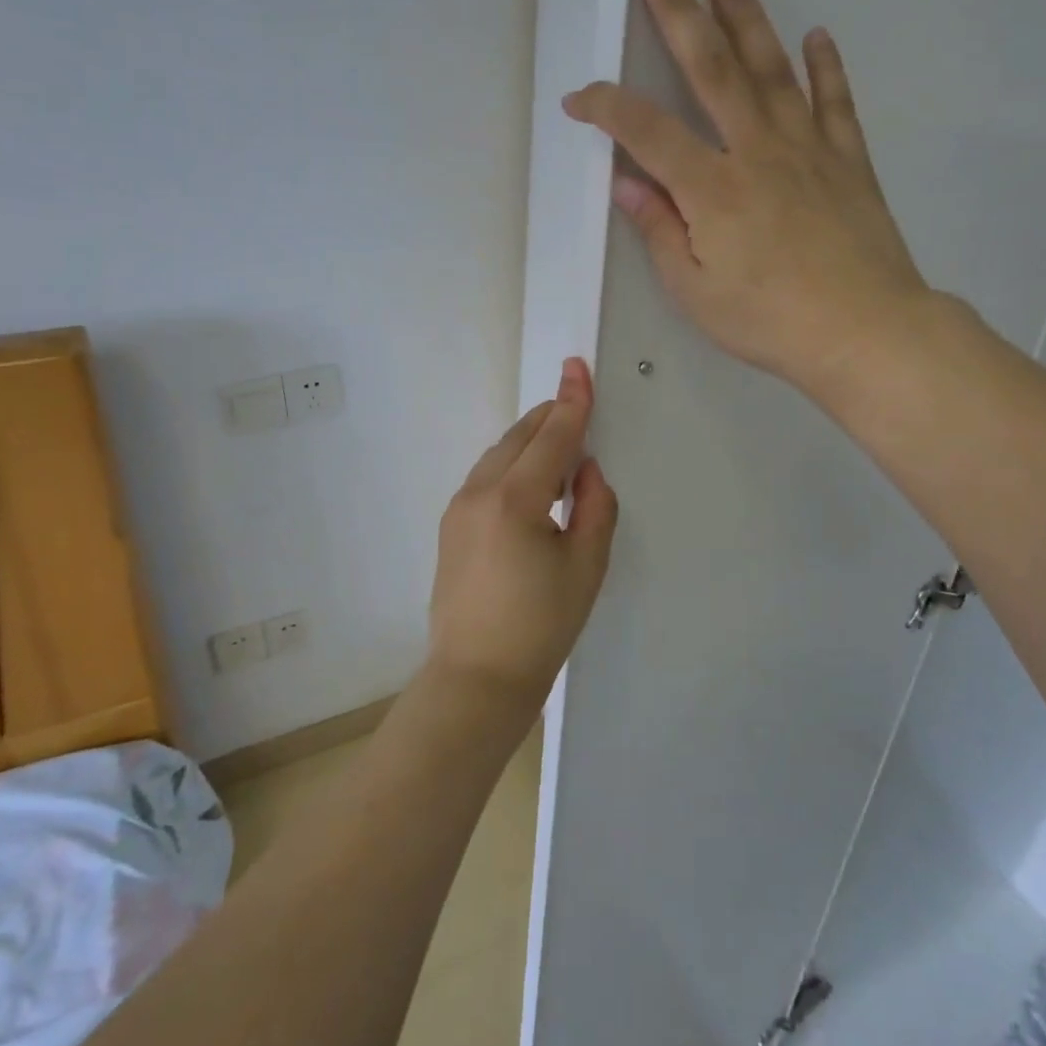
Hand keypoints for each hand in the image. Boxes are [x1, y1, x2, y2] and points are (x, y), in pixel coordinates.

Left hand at [427, 357, 618, 708]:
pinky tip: (530, 484)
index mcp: (515, 500)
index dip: (571, 402)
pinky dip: (511, 465)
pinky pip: (485, 477)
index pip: (551, 437)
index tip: (577, 366)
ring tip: (559, 448)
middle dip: (549, 418)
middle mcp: (479, 493)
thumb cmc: (541, 627)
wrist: (477, 678)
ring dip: (529, 442)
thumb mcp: (586, 567)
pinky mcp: (450, 526)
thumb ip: (595, 507)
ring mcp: (458, 508)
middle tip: (576, 406)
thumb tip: (586, 469)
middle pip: (519, 437)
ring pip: (498, 455)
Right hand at [563, 0, 934, 399]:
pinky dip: (825, 67)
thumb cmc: (770, 321)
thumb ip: (660, 232)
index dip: (606, 108)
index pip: (646, 132)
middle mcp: (756, 152)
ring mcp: (808, 149)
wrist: (866, 332)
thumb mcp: (696, 292)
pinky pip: (834, 102)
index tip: (579, 99)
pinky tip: (816, 36)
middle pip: (709, 68)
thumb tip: (629, 185)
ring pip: (771, 70)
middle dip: (675, 9)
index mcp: (712, 189)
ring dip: (745, 20)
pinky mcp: (848, 160)